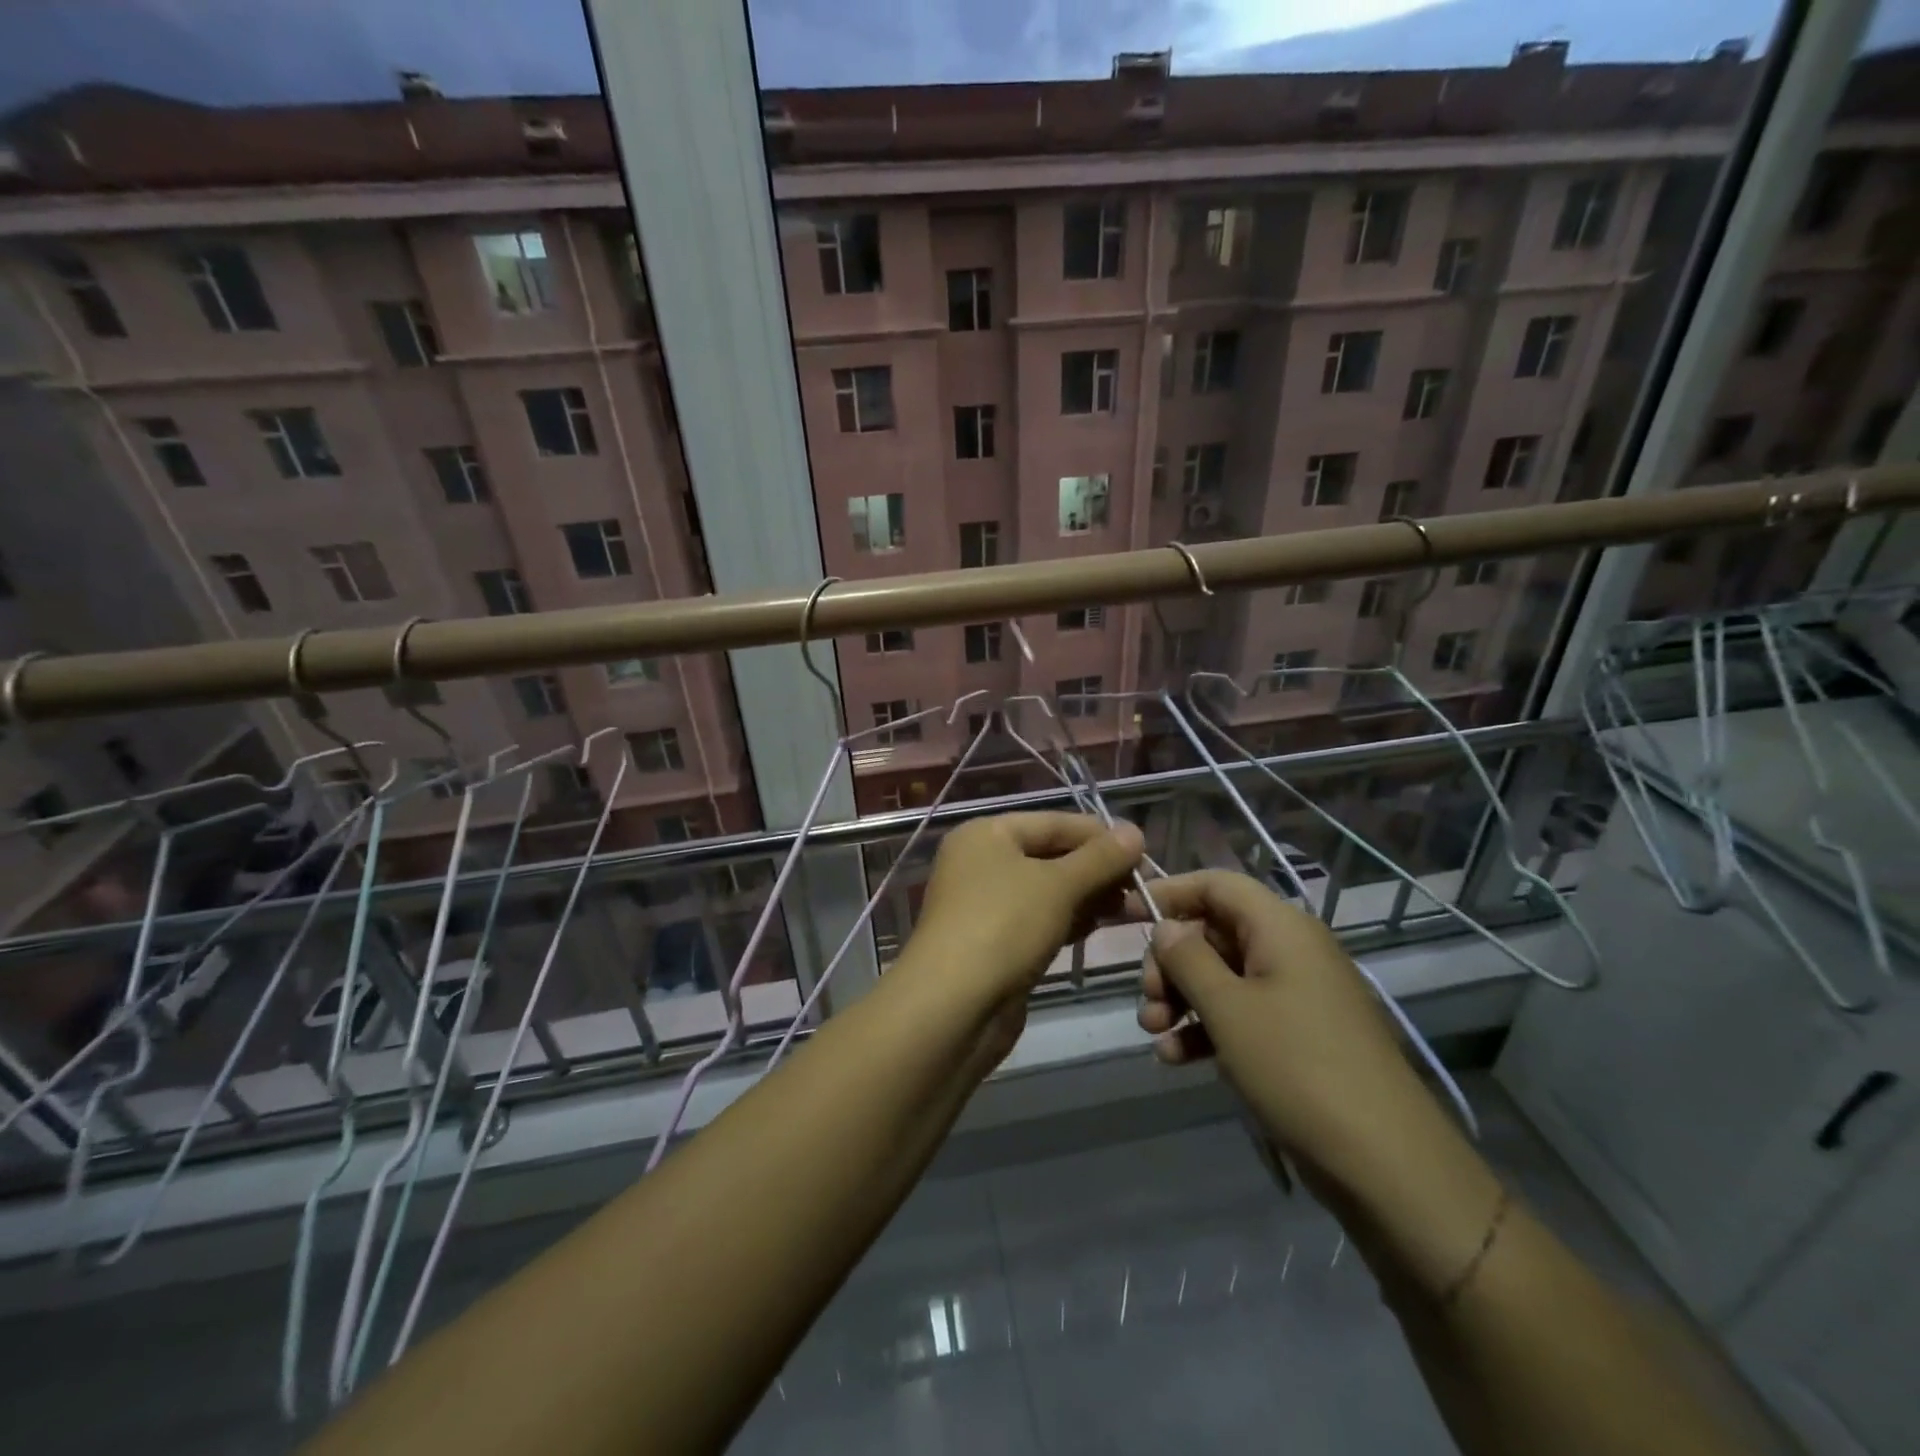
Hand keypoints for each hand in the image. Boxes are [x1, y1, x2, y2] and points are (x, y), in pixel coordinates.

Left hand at [902, 812, 1144, 1008]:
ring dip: (1089, 896)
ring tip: (1135, 906)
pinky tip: (1103, 926)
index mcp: (986, 834)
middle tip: (1143, 885)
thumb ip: (1099, 858)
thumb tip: (1135, 831)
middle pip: (1050, 855)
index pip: (1053, 822)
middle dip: (1097, 869)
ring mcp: (986, 904)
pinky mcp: (995, 942)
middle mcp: (981, 862)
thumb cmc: (1004, 926)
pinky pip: (1040, 919)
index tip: (1144, 850)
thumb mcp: (1058, 885)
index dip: (1099, 834)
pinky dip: (1070, 919)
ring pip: (1048, 890)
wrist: (953, 1007)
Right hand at [1127, 871, 1459, 1204]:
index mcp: (1281, 928)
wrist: (1387, 1166)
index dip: (1169, 893)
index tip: (1125, 916)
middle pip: (1214, 932)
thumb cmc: (1298, 1069)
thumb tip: (1166, 928)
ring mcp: (1296, 996)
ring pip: (1222, 977)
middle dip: (1170, 963)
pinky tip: (1177, 1059)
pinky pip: (1241, 1015)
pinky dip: (1206, 1029)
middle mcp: (1290, 951)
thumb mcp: (1228, 1009)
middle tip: (1146, 999)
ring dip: (1181, 999)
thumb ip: (1187, 959)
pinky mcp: (1298, 1037)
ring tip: (1154, 1034)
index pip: (1216, 884)